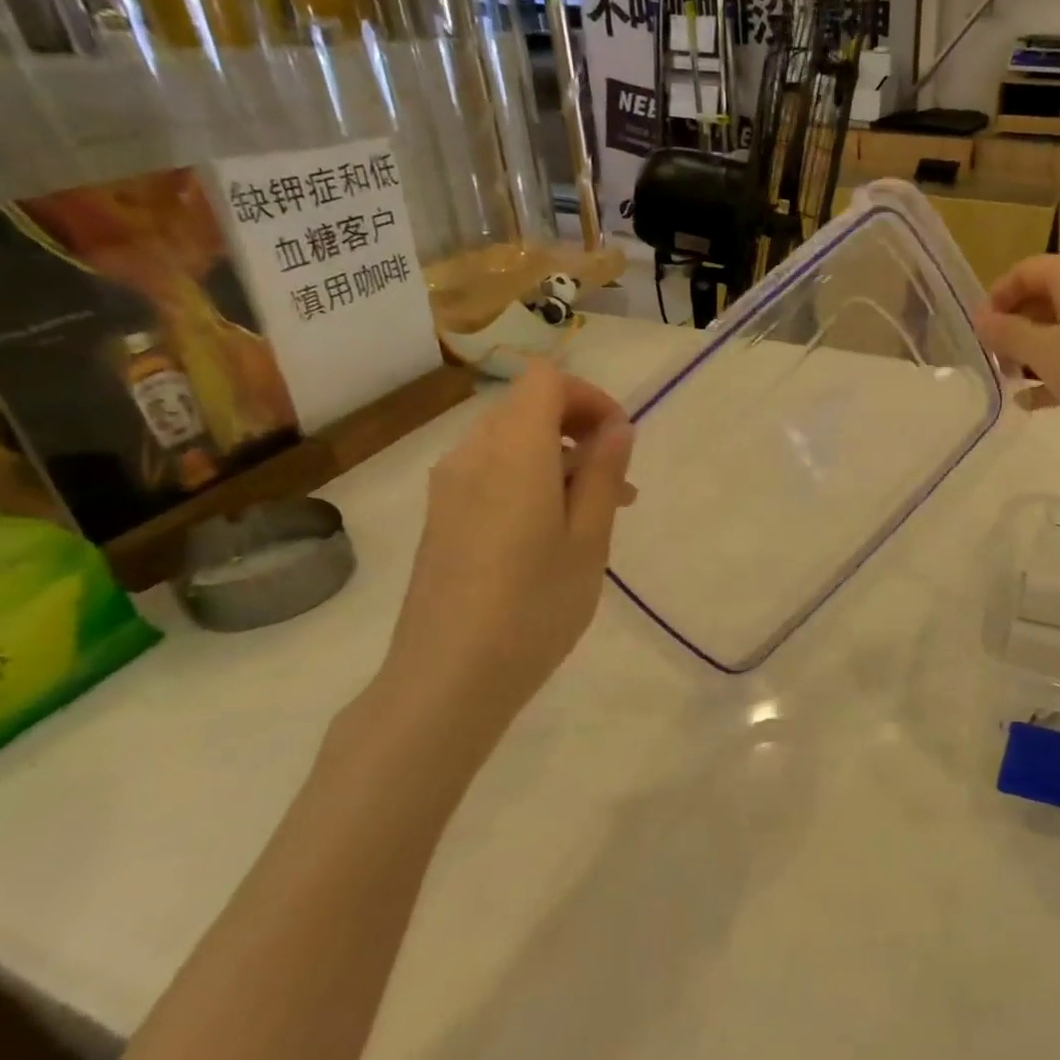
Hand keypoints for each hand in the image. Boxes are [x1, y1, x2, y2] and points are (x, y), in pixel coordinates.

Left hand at [380, 362, 633, 737]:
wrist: (447, 678)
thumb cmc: (534, 607)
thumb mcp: (589, 540)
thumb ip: (604, 474)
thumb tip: (617, 427)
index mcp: (513, 452)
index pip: (545, 380)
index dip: (588, 396)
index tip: (619, 440)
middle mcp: (472, 455)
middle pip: (526, 407)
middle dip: (578, 428)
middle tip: (617, 481)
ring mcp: (449, 486)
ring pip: (509, 441)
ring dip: (556, 456)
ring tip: (594, 512)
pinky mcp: (440, 516)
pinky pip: (490, 472)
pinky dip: (528, 479)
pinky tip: (550, 531)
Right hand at [974, 255, 1059, 447]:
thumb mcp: (1044, 353)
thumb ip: (1007, 334)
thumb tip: (980, 319)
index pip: (1026, 270)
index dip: (996, 296)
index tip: (979, 330)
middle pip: (1044, 298)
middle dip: (1013, 328)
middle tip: (994, 360)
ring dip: (1032, 351)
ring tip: (1010, 382)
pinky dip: (1057, 367)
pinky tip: (1034, 401)